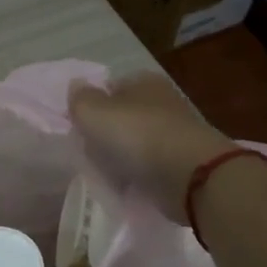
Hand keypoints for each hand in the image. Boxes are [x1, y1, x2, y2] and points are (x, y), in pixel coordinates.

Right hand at [68, 74, 236, 224]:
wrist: (190, 176)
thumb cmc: (137, 135)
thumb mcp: (94, 112)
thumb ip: (79, 99)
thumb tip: (76, 87)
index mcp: (144, 81)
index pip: (111, 87)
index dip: (93, 105)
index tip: (80, 127)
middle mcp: (162, 102)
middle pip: (123, 116)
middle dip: (107, 134)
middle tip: (91, 153)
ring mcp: (175, 133)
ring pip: (135, 142)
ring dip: (121, 157)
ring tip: (107, 174)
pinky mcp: (182, 162)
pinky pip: (150, 166)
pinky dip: (138, 175)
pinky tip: (127, 186)